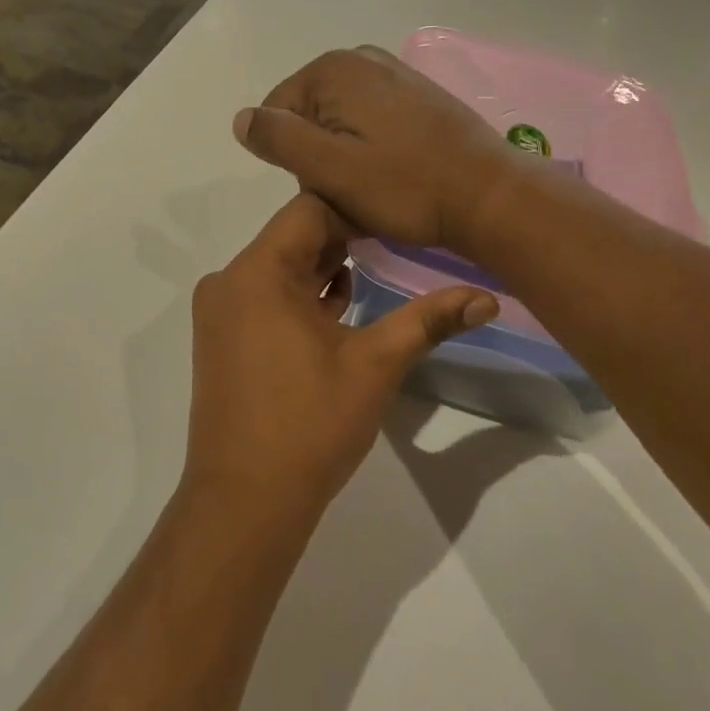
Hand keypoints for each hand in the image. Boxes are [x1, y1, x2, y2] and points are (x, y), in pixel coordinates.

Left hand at [185, 194, 498, 519]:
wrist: (245, 501)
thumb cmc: (310, 424)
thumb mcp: (376, 365)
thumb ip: (429, 320)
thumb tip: (488, 297)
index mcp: (258, 271)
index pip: (310, 209)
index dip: (357, 210)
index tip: (400, 221)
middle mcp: (230, 280)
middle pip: (293, 236)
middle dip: (346, 238)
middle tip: (399, 243)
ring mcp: (221, 311)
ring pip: (280, 268)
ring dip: (325, 269)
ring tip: (378, 272)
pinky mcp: (222, 339)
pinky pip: (265, 297)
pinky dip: (301, 296)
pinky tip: (340, 309)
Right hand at [232, 47, 522, 253]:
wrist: (489, 196)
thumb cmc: (404, 186)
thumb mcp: (327, 168)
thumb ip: (277, 138)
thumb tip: (241, 118)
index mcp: (332, 69)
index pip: (276, 115)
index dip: (292, 159)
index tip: (324, 186)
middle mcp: (360, 59)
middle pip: (308, 117)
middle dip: (319, 157)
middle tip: (351, 191)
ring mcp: (393, 73)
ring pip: (339, 124)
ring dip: (346, 158)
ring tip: (376, 188)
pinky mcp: (417, 94)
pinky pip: (371, 123)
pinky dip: (373, 150)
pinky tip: (396, 174)